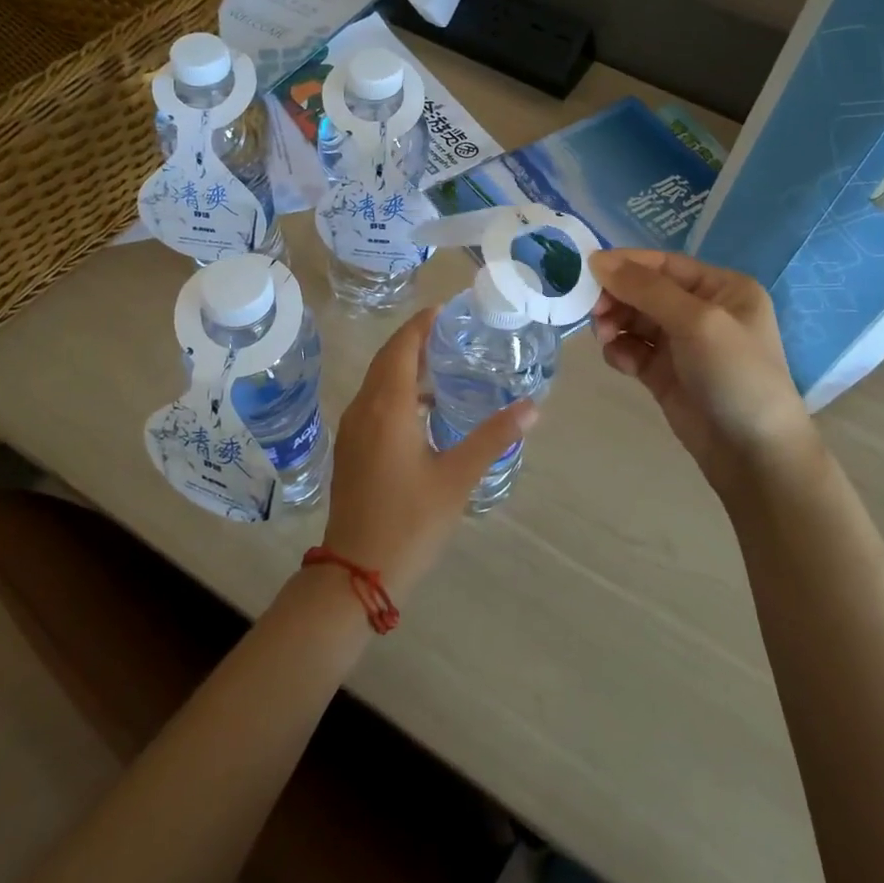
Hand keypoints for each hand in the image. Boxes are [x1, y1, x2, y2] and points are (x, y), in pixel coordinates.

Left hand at [320, 307, 535, 602]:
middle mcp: (364, 408)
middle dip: (415, 338)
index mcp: (387, 406)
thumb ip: (493, 437)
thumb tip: (532, 407)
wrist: (356, 572)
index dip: (423, 323)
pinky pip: (373, 401)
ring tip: (444, 362)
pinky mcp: (351, 448)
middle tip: (454, 331)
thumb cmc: (409, 521)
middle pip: (387, 358)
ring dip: (405, 364)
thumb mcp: (458, 477)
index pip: (402, 346)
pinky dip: (396, 389)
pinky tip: (424, 408)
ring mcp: (353, 429)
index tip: (449, 309)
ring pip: (378, 380)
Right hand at [589, 249, 818, 499]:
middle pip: (645, 290)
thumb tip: (597, 259)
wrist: (753, 454)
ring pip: (634, 320)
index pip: (664, 264)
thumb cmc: (736, 375)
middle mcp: (702, 310)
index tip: (588, 270)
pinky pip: (633, 350)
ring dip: (615, 323)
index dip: (626, 264)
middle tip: (593, 312)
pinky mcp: (665, 374)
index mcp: (721, 288)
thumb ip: (646, 289)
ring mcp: (683, 344)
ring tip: (605, 338)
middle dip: (617, 297)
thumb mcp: (698, 321)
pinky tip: (621, 361)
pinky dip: (621, 351)